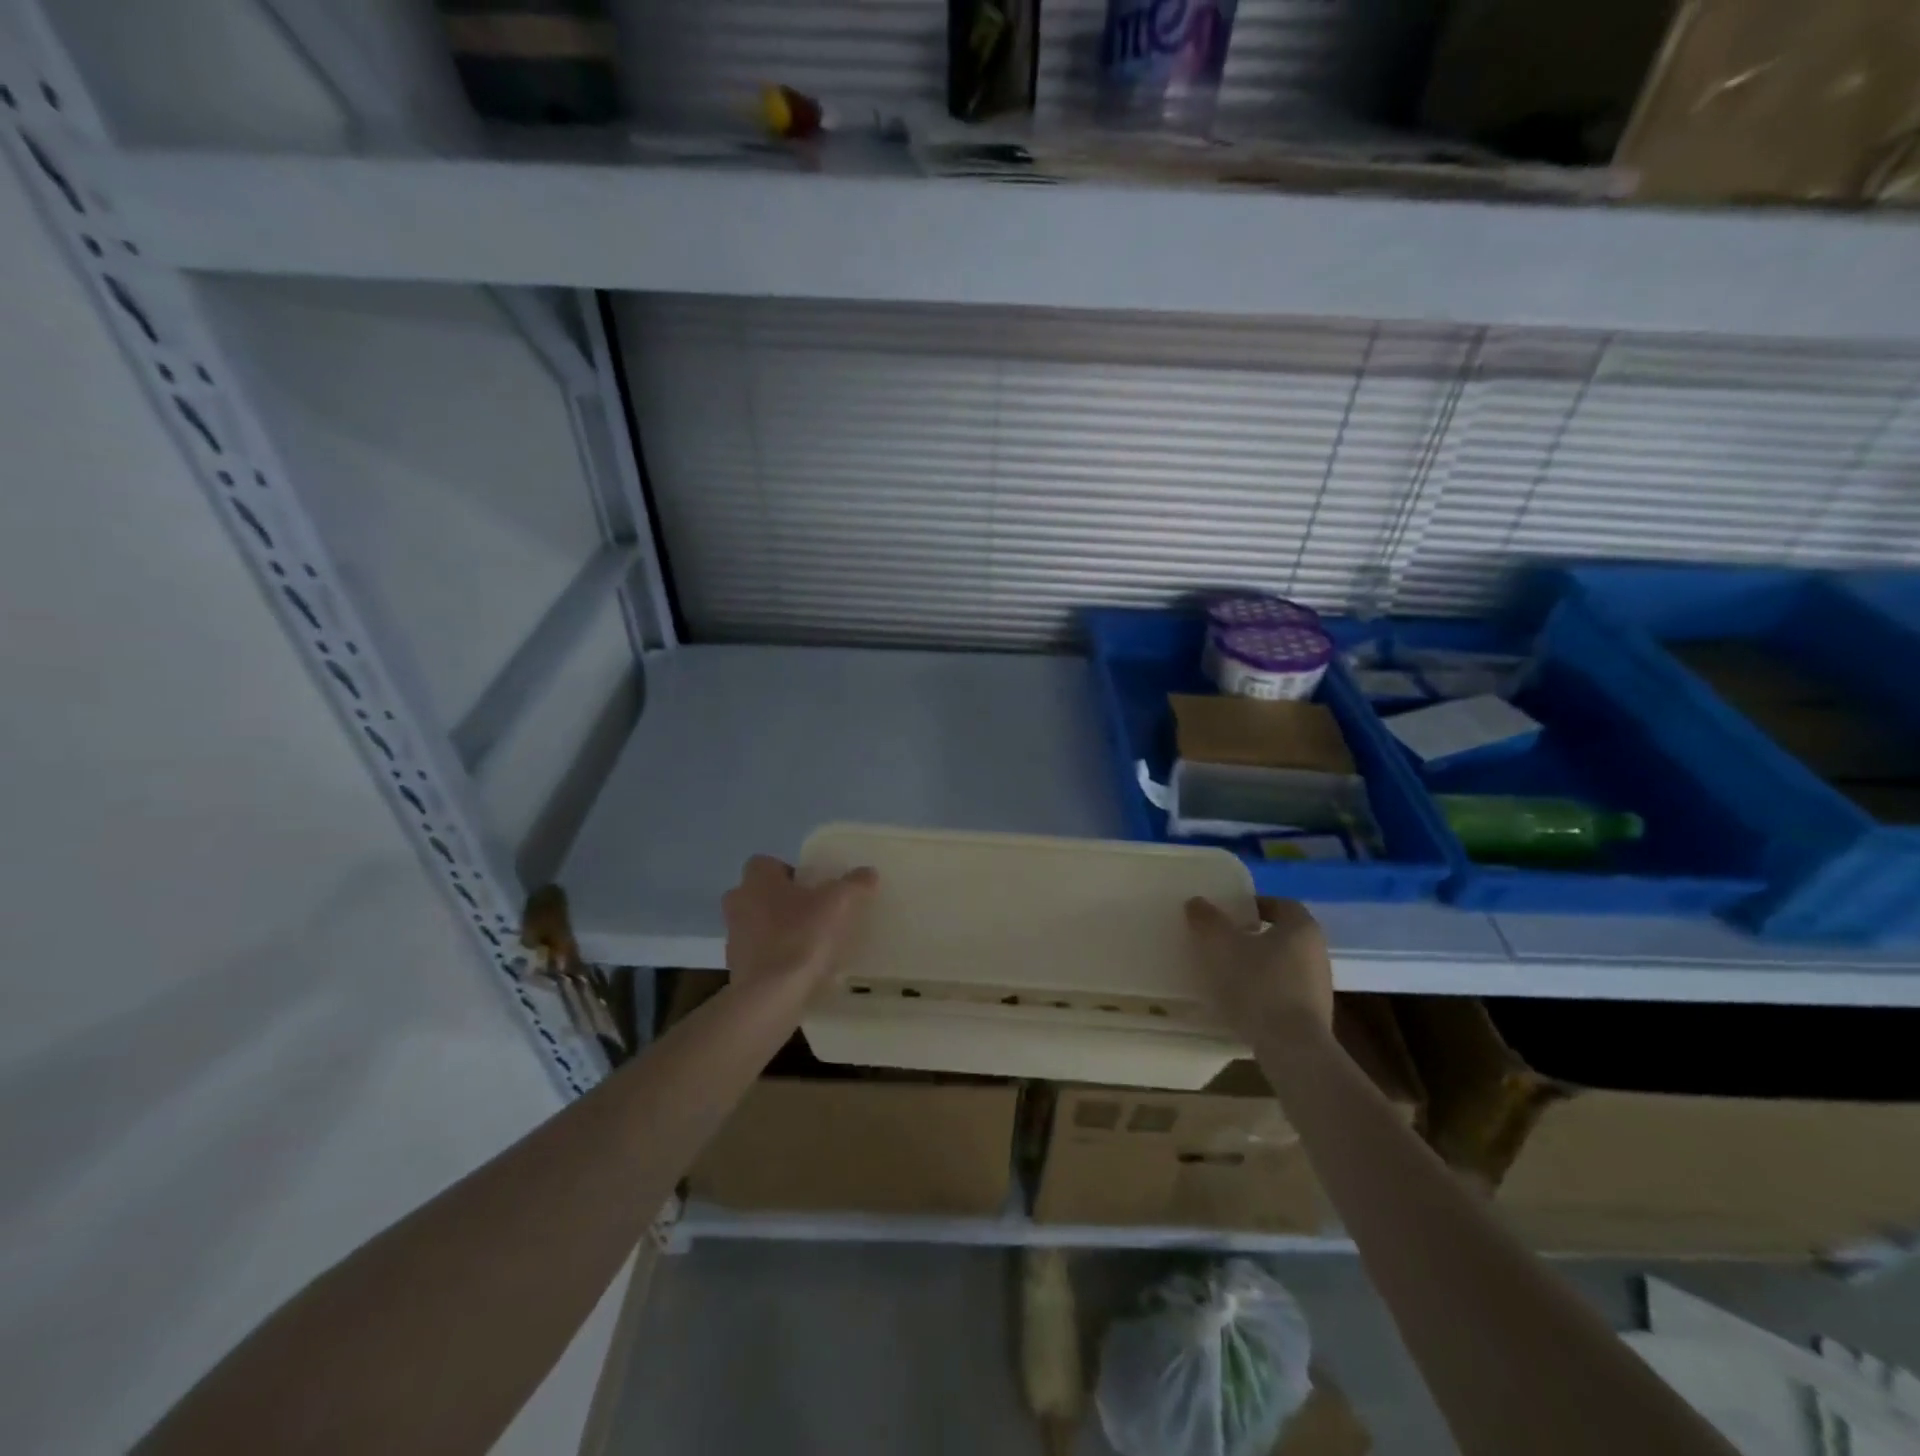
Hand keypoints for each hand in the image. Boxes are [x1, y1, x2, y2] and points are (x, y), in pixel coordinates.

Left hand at [722, 855, 876, 990]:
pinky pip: (758, 956)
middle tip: (814, 913)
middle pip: (760, 894)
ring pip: (757, 925)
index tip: (814, 888)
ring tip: (811, 944)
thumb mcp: (839, 904)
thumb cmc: (802, 937)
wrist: (770, 997)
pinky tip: (801, 970)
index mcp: (757, 879)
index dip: (789, 872)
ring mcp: (733, 938)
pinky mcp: (736, 970)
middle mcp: (738, 903)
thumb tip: (868, 873)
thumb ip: (855, 884)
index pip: (766, 863)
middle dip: (783, 902)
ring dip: (778, 931)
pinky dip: (775, 959)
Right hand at [1185, 896, 1333, 1042]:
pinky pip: (1284, 992)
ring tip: (1226, 974)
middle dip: (1252, 936)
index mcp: (1301, 928)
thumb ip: (1208, 920)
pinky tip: (1241, 1002)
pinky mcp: (1313, 1016)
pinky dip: (1264, 991)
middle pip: (1282, 935)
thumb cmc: (1259, 985)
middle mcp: (1317, 952)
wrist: (1292, 1049)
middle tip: (1222, 941)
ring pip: (1283, 965)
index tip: (1229, 914)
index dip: (1253, 905)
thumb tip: (1197, 903)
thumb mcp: (1222, 946)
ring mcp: (1318, 986)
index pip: (1280, 904)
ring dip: (1257, 965)